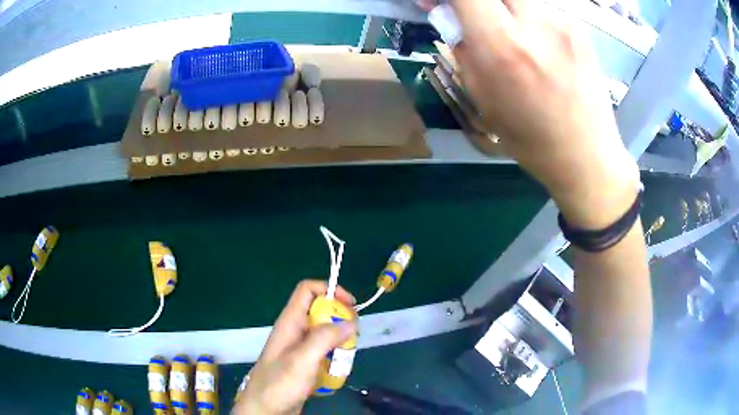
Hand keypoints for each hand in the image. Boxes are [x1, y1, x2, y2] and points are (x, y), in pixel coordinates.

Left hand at [232, 280, 356, 414]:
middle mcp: (295, 331)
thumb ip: (324, 339)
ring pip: (325, 334)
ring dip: (339, 342)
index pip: (308, 290)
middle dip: (340, 320)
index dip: (330, 290)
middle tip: (353, 337)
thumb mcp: (302, 360)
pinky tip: (337, 372)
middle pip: (321, 311)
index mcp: (290, 322)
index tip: (351, 306)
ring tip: (346, 358)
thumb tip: (350, 323)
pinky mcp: (304, 364)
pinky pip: (324, 353)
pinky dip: (334, 358)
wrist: (266, 410)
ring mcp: (299, 348)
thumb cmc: (279, 384)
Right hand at [449, 0, 639, 227]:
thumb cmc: (529, 137)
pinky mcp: (578, 27)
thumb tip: (447, 14)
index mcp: (502, 46)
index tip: (436, 2)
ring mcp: (561, 22)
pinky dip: (526, 14)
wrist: (586, 154)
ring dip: (502, 6)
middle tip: (472, 13)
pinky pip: (540, 6)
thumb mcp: (482, 97)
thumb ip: (462, 47)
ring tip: (505, 28)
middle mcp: (534, 23)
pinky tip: (533, 39)